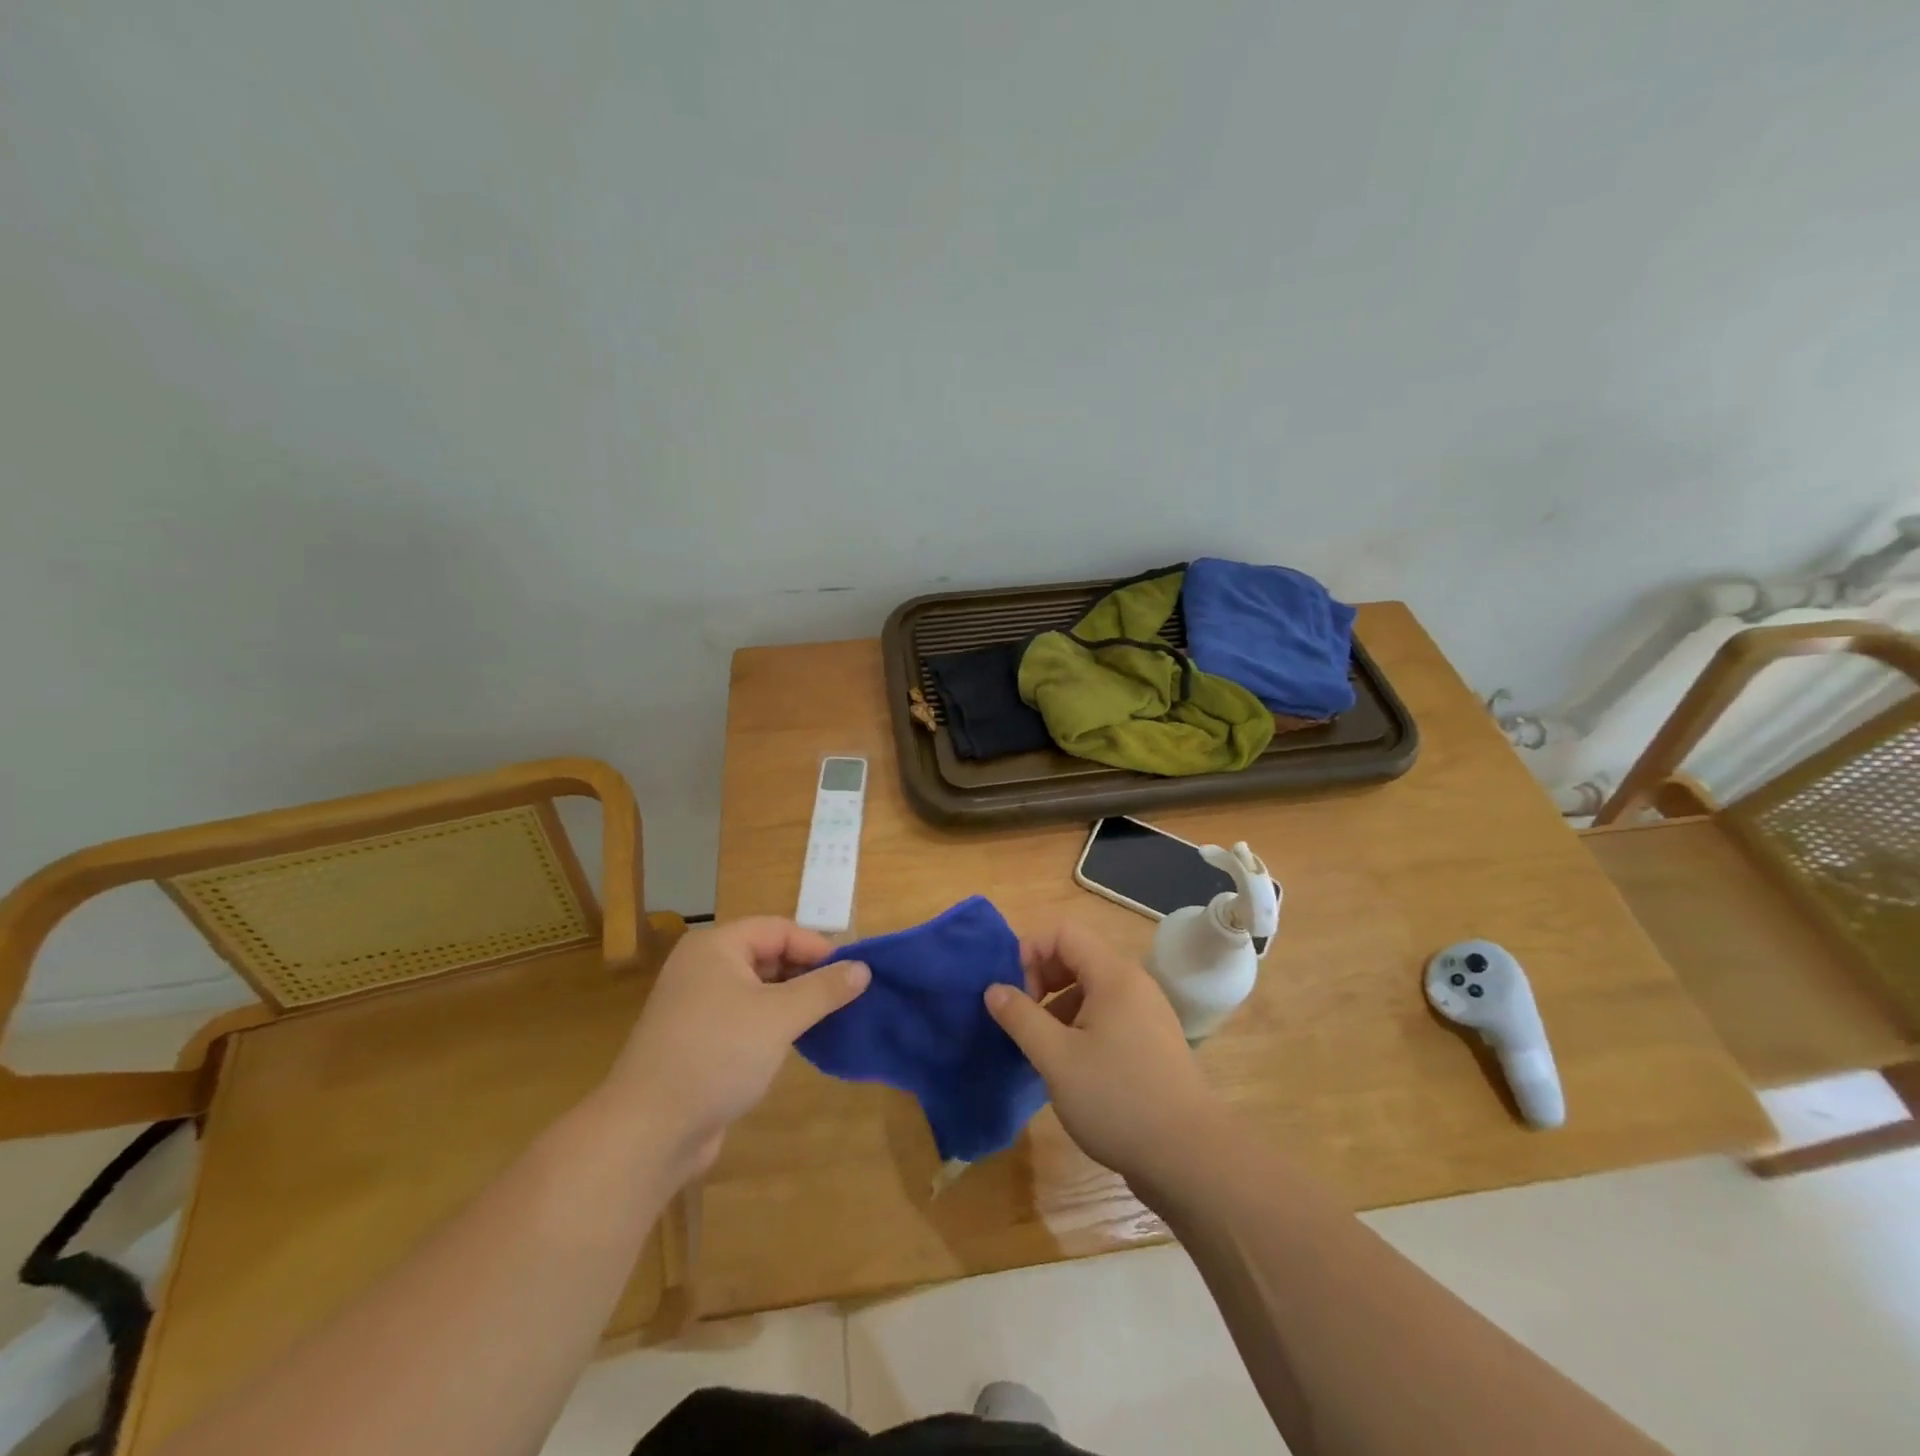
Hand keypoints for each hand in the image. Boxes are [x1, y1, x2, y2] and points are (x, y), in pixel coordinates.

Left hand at [604, 918, 869, 1178]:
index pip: (779, 929)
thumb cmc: (718, 1054)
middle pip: (767, 955)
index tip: (853, 973)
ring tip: (829, 1018)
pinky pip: (745, 1017)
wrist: (649, 1130)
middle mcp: (703, 967)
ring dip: (793, 1000)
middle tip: (845, 996)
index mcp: (716, 946)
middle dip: (807, 973)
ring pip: (758, 989)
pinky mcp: (698, 1040)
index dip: (818, 947)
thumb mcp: (780, 1016)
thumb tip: (863, 968)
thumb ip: (824, 989)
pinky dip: (772, 1023)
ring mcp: (697, 1005)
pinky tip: (797, 1042)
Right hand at [984, 922, 1223, 1183]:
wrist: (1189, 1157)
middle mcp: (1133, 984)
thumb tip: (994, 989)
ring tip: (1038, 1047)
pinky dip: (1079, 1027)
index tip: (1012, 990)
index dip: (1030, 950)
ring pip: (1090, 990)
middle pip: (1077, 957)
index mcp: (1113, 975)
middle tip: (1020, 1018)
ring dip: (1057, 1007)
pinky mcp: (1150, 1043)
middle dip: (1041, 979)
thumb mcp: (1056, 1058)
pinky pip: (1106, 1016)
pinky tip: (1067, 1067)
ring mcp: (1146, 1014)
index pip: (1064, 933)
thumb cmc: (1117, 1098)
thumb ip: (1021, 1017)